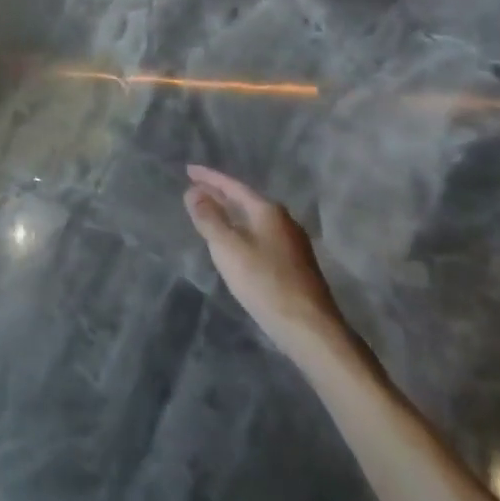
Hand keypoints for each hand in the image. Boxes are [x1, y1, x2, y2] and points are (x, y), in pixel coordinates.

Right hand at [185, 165, 353, 356]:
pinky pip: (261, 235)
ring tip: (212, 212)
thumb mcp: (228, 247)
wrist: (311, 330)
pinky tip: (237, 242)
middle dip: (220, 194)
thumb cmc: (265, 282)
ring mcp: (293, 243)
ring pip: (254, 219)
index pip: (233, 185)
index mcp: (268, 211)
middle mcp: (283, 220)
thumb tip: (193, 192)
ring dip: (232, 213)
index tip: (188, 169)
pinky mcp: (296, 265)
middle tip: (195, 188)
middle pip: (245, 200)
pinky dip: (243, 230)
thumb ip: (209, 218)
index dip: (209, 177)